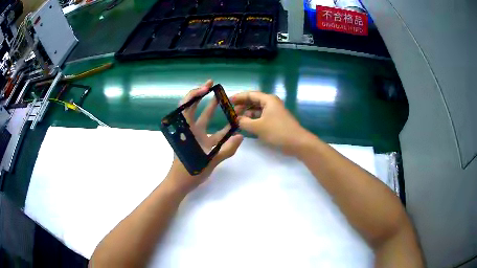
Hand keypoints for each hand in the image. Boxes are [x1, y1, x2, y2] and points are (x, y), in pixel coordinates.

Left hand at [164, 80, 242, 192]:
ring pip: (203, 118)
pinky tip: (231, 124)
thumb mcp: (210, 160)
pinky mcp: (200, 143)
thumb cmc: (190, 171)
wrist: (181, 183)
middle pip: (193, 107)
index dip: (195, 94)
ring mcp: (195, 136)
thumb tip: (241, 136)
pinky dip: (219, 127)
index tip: (207, 87)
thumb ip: (227, 149)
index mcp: (187, 130)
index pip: (187, 106)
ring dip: (212, 108)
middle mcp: (190, 129)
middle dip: (202, 95)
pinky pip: (210, 131)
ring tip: (223, 98)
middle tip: (213, 85)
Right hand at [231, 91, 310, 155]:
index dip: (238, 97)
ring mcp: (274, 112)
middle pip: (253, 101)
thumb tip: (236, 120)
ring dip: (247, 114)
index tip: (228, 101)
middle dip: (242, 106)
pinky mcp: (275, 120)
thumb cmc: (278, 131)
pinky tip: (247, 125)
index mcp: (268, 100)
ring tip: (237, 120)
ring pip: (257, 110)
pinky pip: (261, 117)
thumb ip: (244, 122)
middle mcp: (271, 103)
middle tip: (231, 113)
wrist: (297, 142)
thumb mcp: (258, 127)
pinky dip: (253, 120)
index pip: (250, 94)